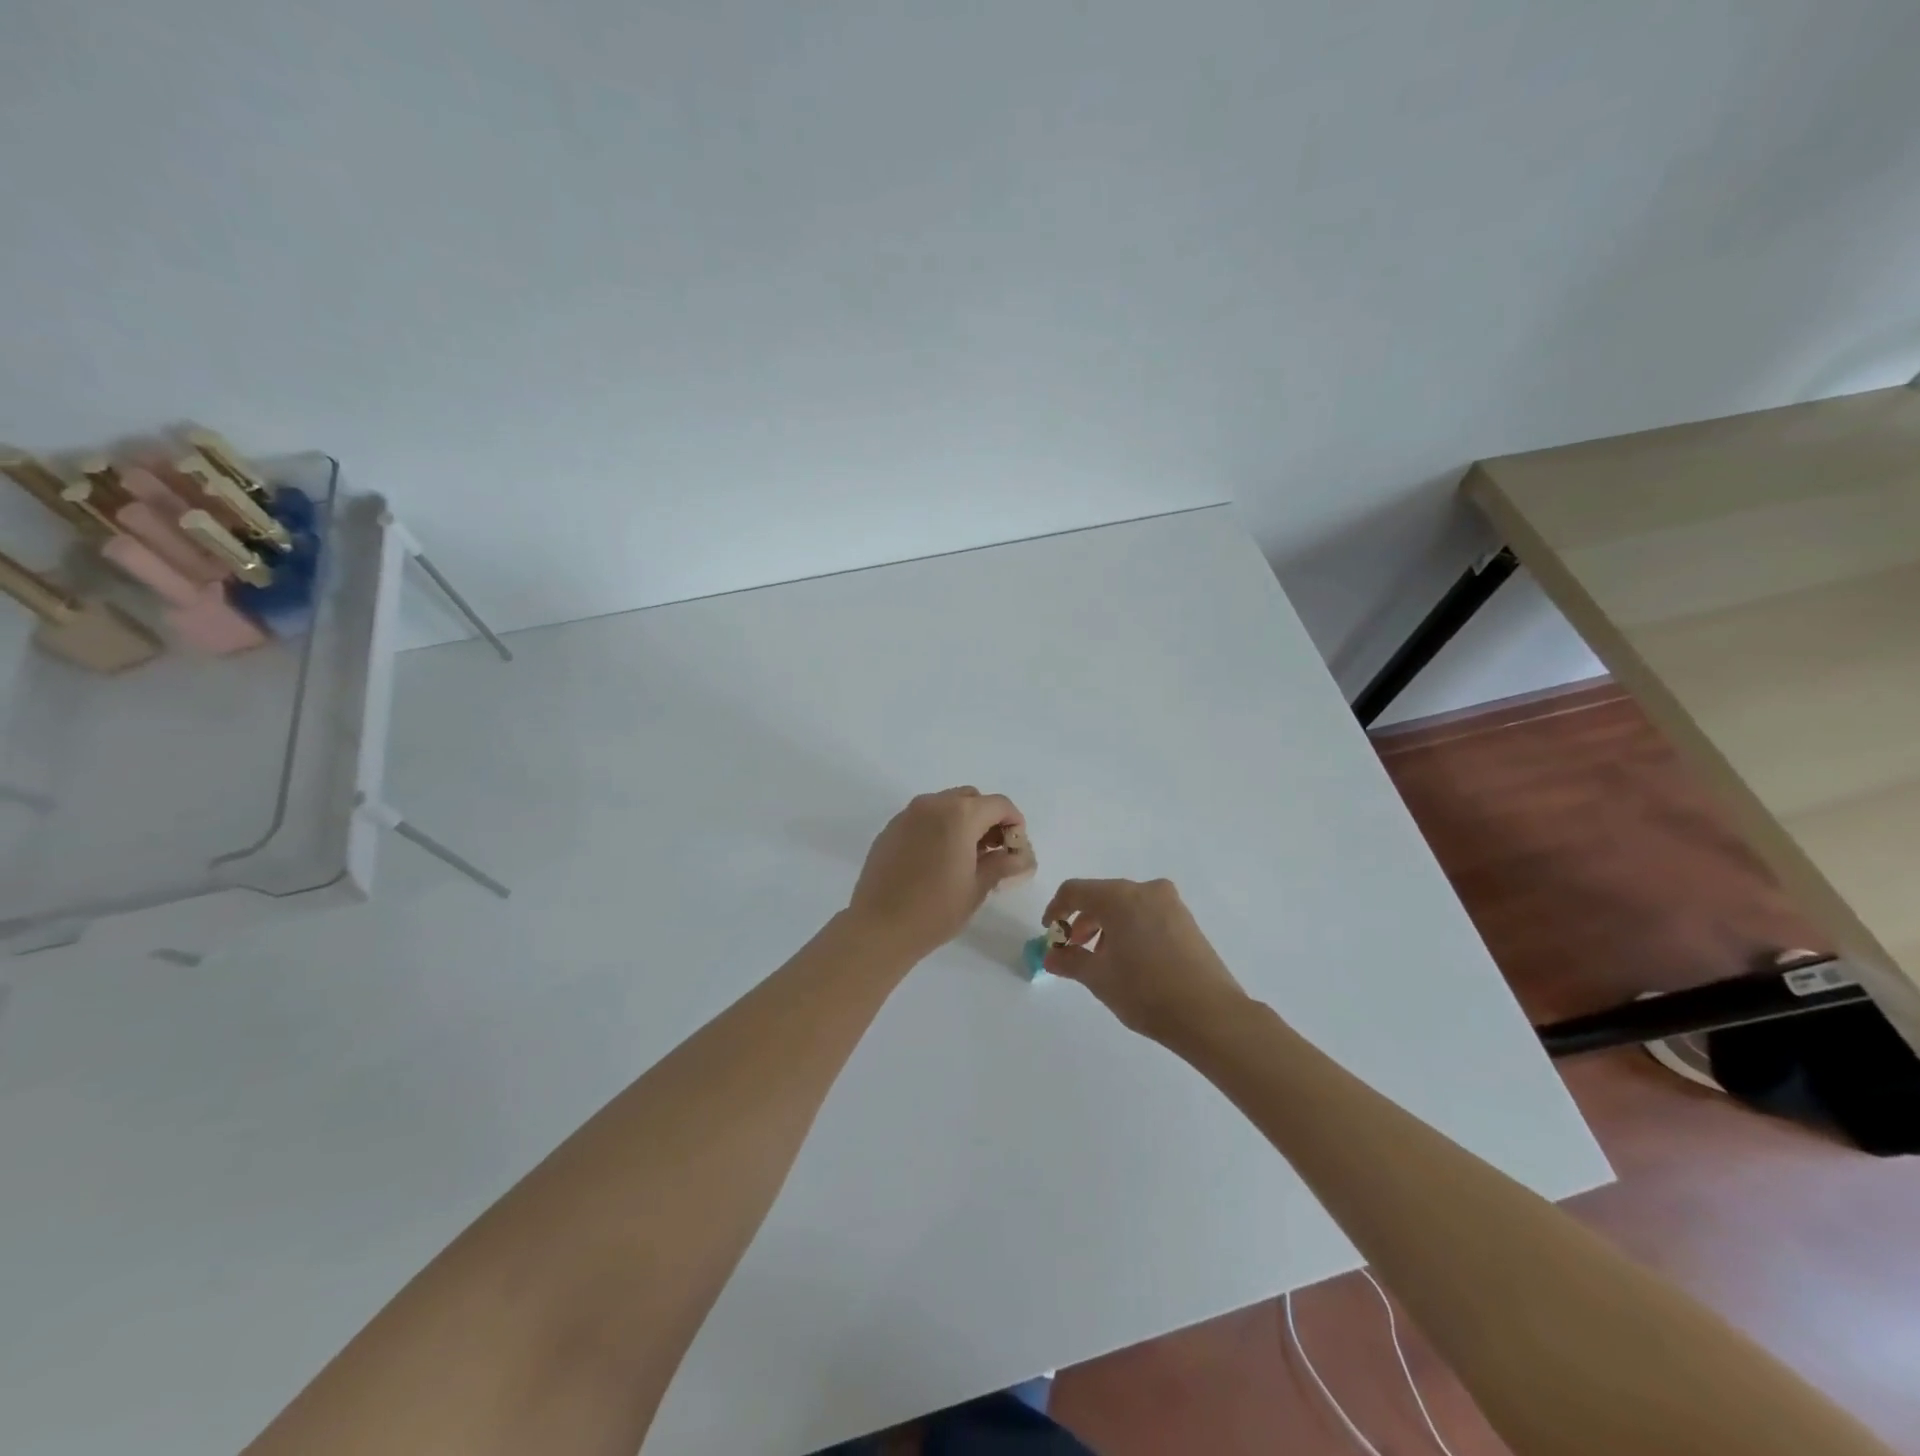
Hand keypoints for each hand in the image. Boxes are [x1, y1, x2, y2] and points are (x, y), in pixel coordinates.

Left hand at [848, 788, 1034, 962]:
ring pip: (945, 805)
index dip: (1014, 823)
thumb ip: (1003, 864)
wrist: (879, 927)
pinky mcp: (890, 829)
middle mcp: (933, 805)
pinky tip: (937, 860)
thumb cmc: (935, 910)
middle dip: (987, 819)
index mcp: (960, 815)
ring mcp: (907, 815)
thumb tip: (1021, 857)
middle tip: (993, 852)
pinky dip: (938, 828)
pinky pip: (923, 818)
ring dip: (962, 822)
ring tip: (965, 857)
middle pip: (971, 799)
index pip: (999, 805)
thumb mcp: (978, 888)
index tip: (1015, 849)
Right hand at [1041, 878, 1248, 1043]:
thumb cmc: (1146, 991)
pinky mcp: (1186, 921)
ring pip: (1126, 906)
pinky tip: (1129, 960)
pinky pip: (1146, 914)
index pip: (1075, 891)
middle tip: (1072, 950)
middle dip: (1082, 921)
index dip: (1056, 909)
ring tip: (1101, 959)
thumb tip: (1050, 957)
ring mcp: (1170, 904)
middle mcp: (1146, 890)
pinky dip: (1129, 929)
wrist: (1210, 1015)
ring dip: (1106, 926)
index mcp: (1120, 897)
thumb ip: (1070, 961)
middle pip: (1102, 896)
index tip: (1049, 934)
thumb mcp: (1099, 978)